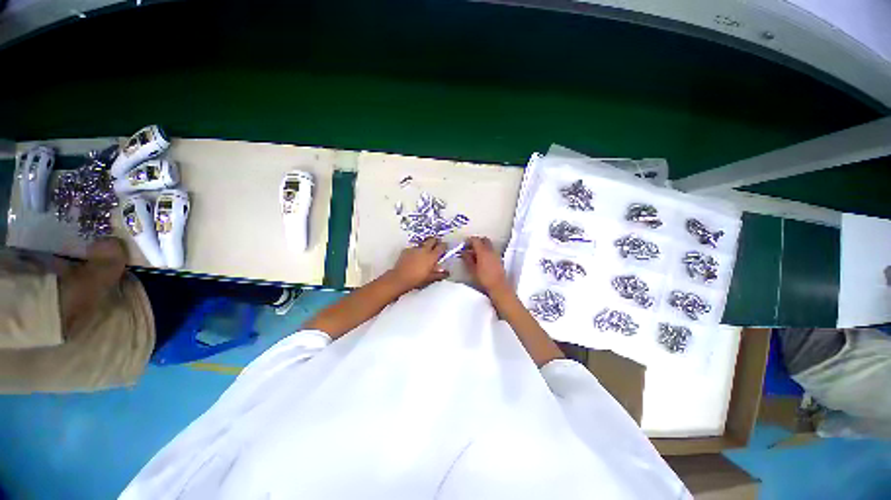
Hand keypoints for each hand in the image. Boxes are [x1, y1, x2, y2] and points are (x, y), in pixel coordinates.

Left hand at [388, 238, 448, 290]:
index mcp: (432, 256)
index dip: (444, 245)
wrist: (401, 278)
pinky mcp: (406, 250)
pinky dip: (415, 251)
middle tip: (437, 243)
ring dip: (425, 245)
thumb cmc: (417, 279)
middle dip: (435, 241)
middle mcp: (424, 250)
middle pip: (432, 240)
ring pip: (422, 243)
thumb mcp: (431, 278)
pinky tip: (414, 256)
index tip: (445, 246)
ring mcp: (414, 249)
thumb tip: (446, 273)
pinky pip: (413, 248)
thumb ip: (440, 274)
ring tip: (425, 251)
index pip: (441, 247)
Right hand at [462, 236, 508, 294]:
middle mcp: (490, 250)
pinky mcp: (499, 259)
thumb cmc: (484, 278)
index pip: (475, 240)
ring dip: (482, 246)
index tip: (464, 244)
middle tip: (470, 247)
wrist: (498, 286)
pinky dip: (486, 251)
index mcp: (483, 251)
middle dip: (476, 241)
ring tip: (475, 254)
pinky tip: (482, 259)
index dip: (469, 240)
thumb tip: (464, 252)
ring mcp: (496, 254)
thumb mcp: (472, 269)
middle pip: (483, 240)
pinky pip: (492, 250)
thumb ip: (467, 259)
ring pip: (488, 245)